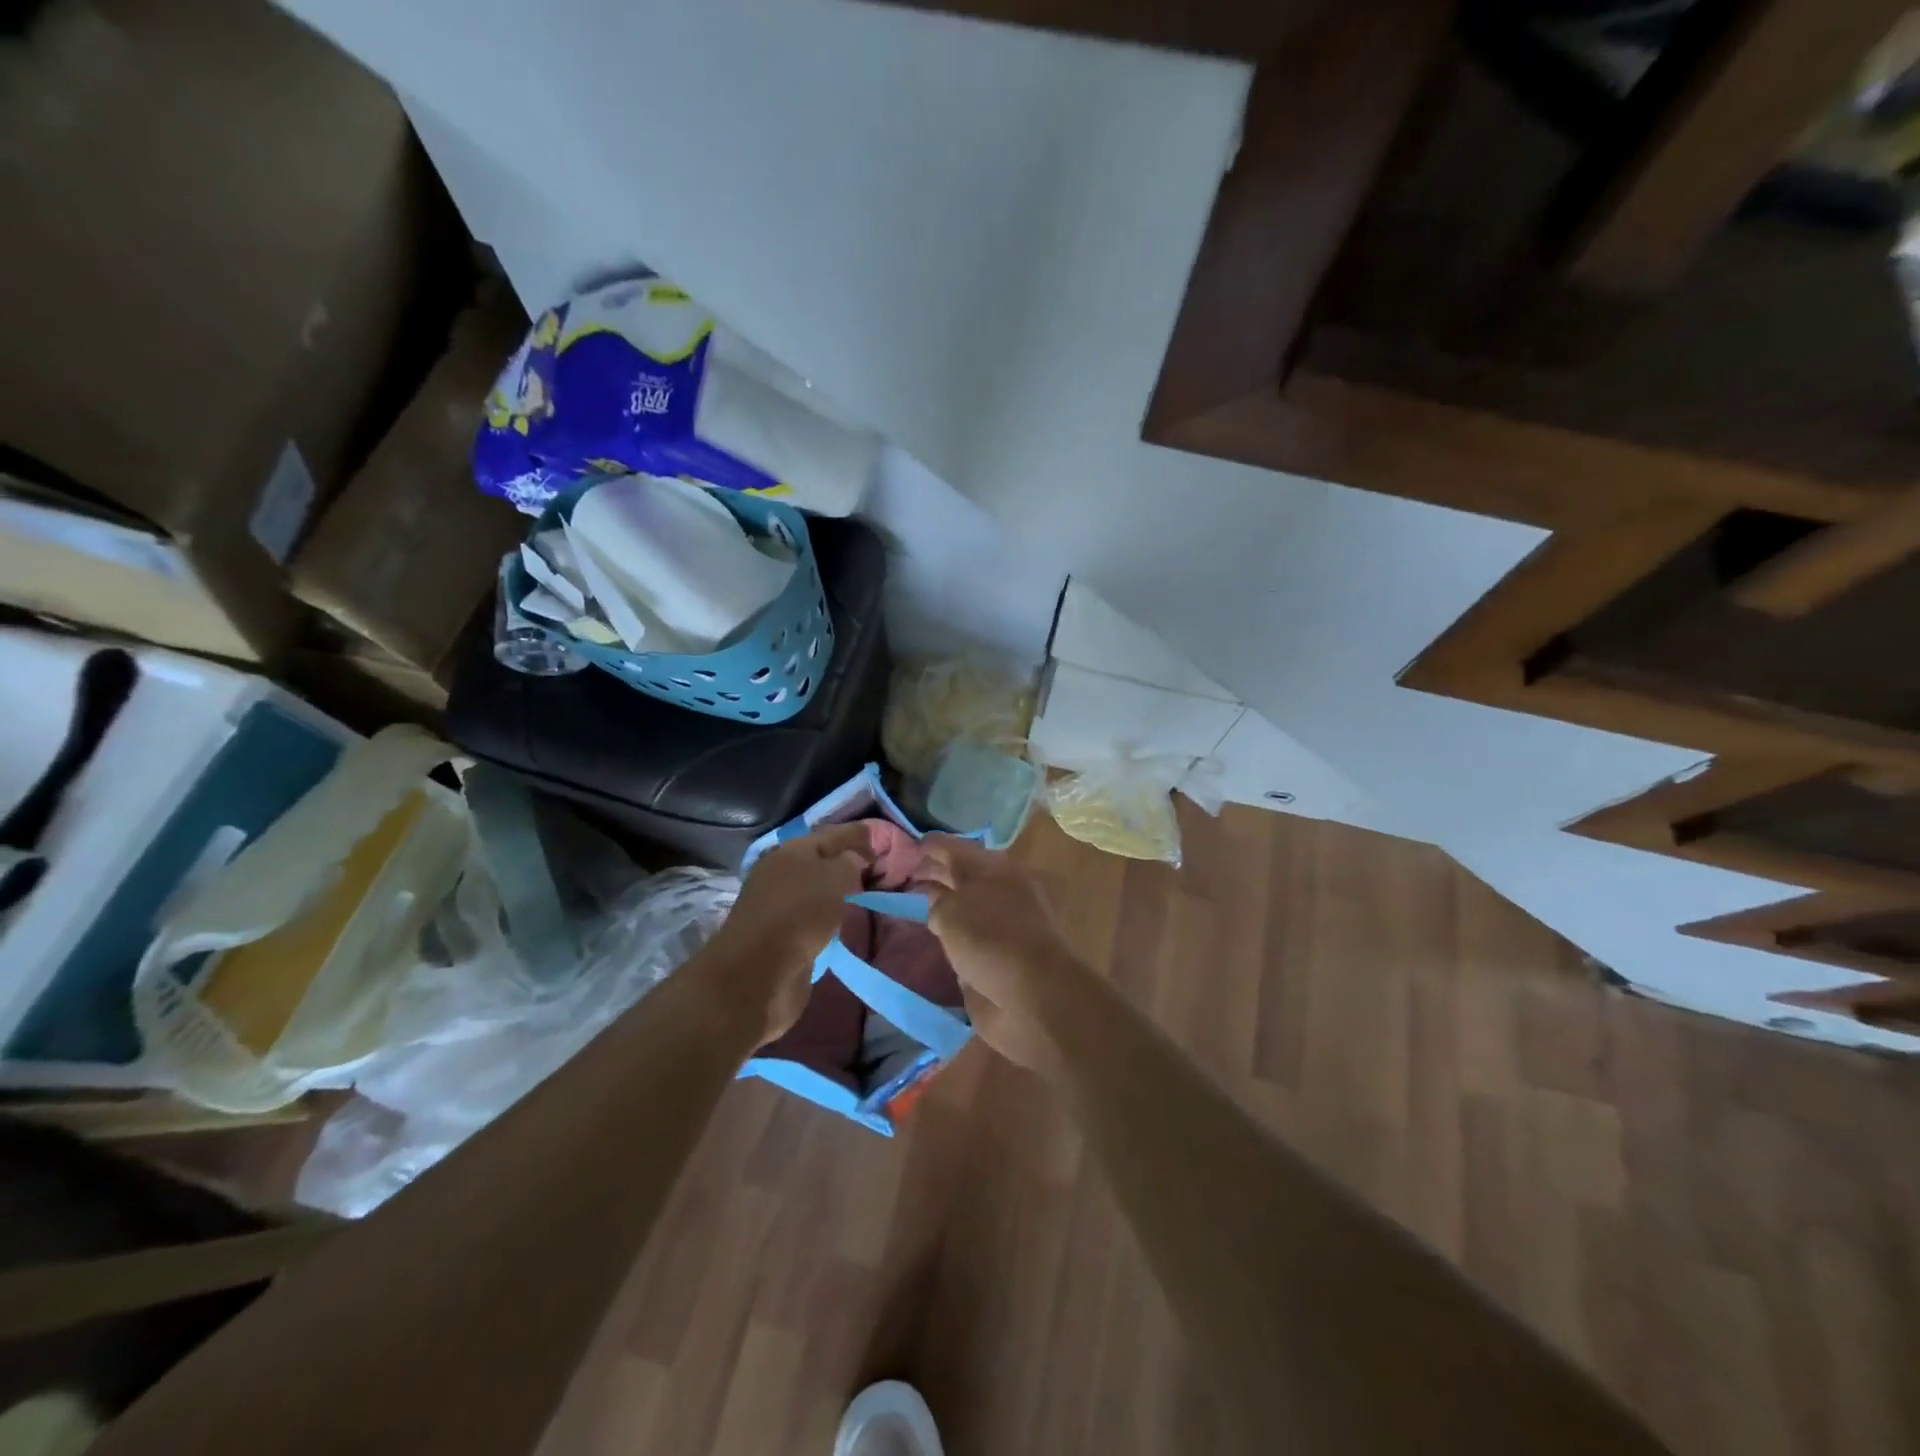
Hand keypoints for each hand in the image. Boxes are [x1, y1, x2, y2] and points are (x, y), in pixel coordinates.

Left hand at [708, 822, 872, 1042]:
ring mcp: (777, 906)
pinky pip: (811, 916)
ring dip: (836, 889)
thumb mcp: (833, 878)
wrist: (759, 973)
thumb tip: (853, 859)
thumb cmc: (799, 914)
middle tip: (875, 866)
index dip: (855, 835)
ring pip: (815, 889)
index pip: (830, 835)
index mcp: (790, 851)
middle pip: (820, 860)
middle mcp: (781, 873)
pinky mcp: (779, 936)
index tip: (879, 840)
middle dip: (845, 860)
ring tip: (863, 891)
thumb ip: (848, 862)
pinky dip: (827, 914)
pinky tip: (842, 918)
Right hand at [915, 835, 1082, 1072]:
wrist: (1035, 996)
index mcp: (994, 869)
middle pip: (962, 876)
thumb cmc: (992, 940)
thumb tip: (938, 906)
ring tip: (912, 903)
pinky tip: (935, 937)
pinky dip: (954, 932)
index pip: (956, 849)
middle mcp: (1000, 892)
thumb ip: (938, 903)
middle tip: (904, 875)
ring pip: (966, 905)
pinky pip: (972, 935)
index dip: (930, 846)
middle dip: (935, 873)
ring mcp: (1003, 925)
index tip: (907, 848)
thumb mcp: (952, 912)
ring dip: (943, 903)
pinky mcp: (1003, 955)